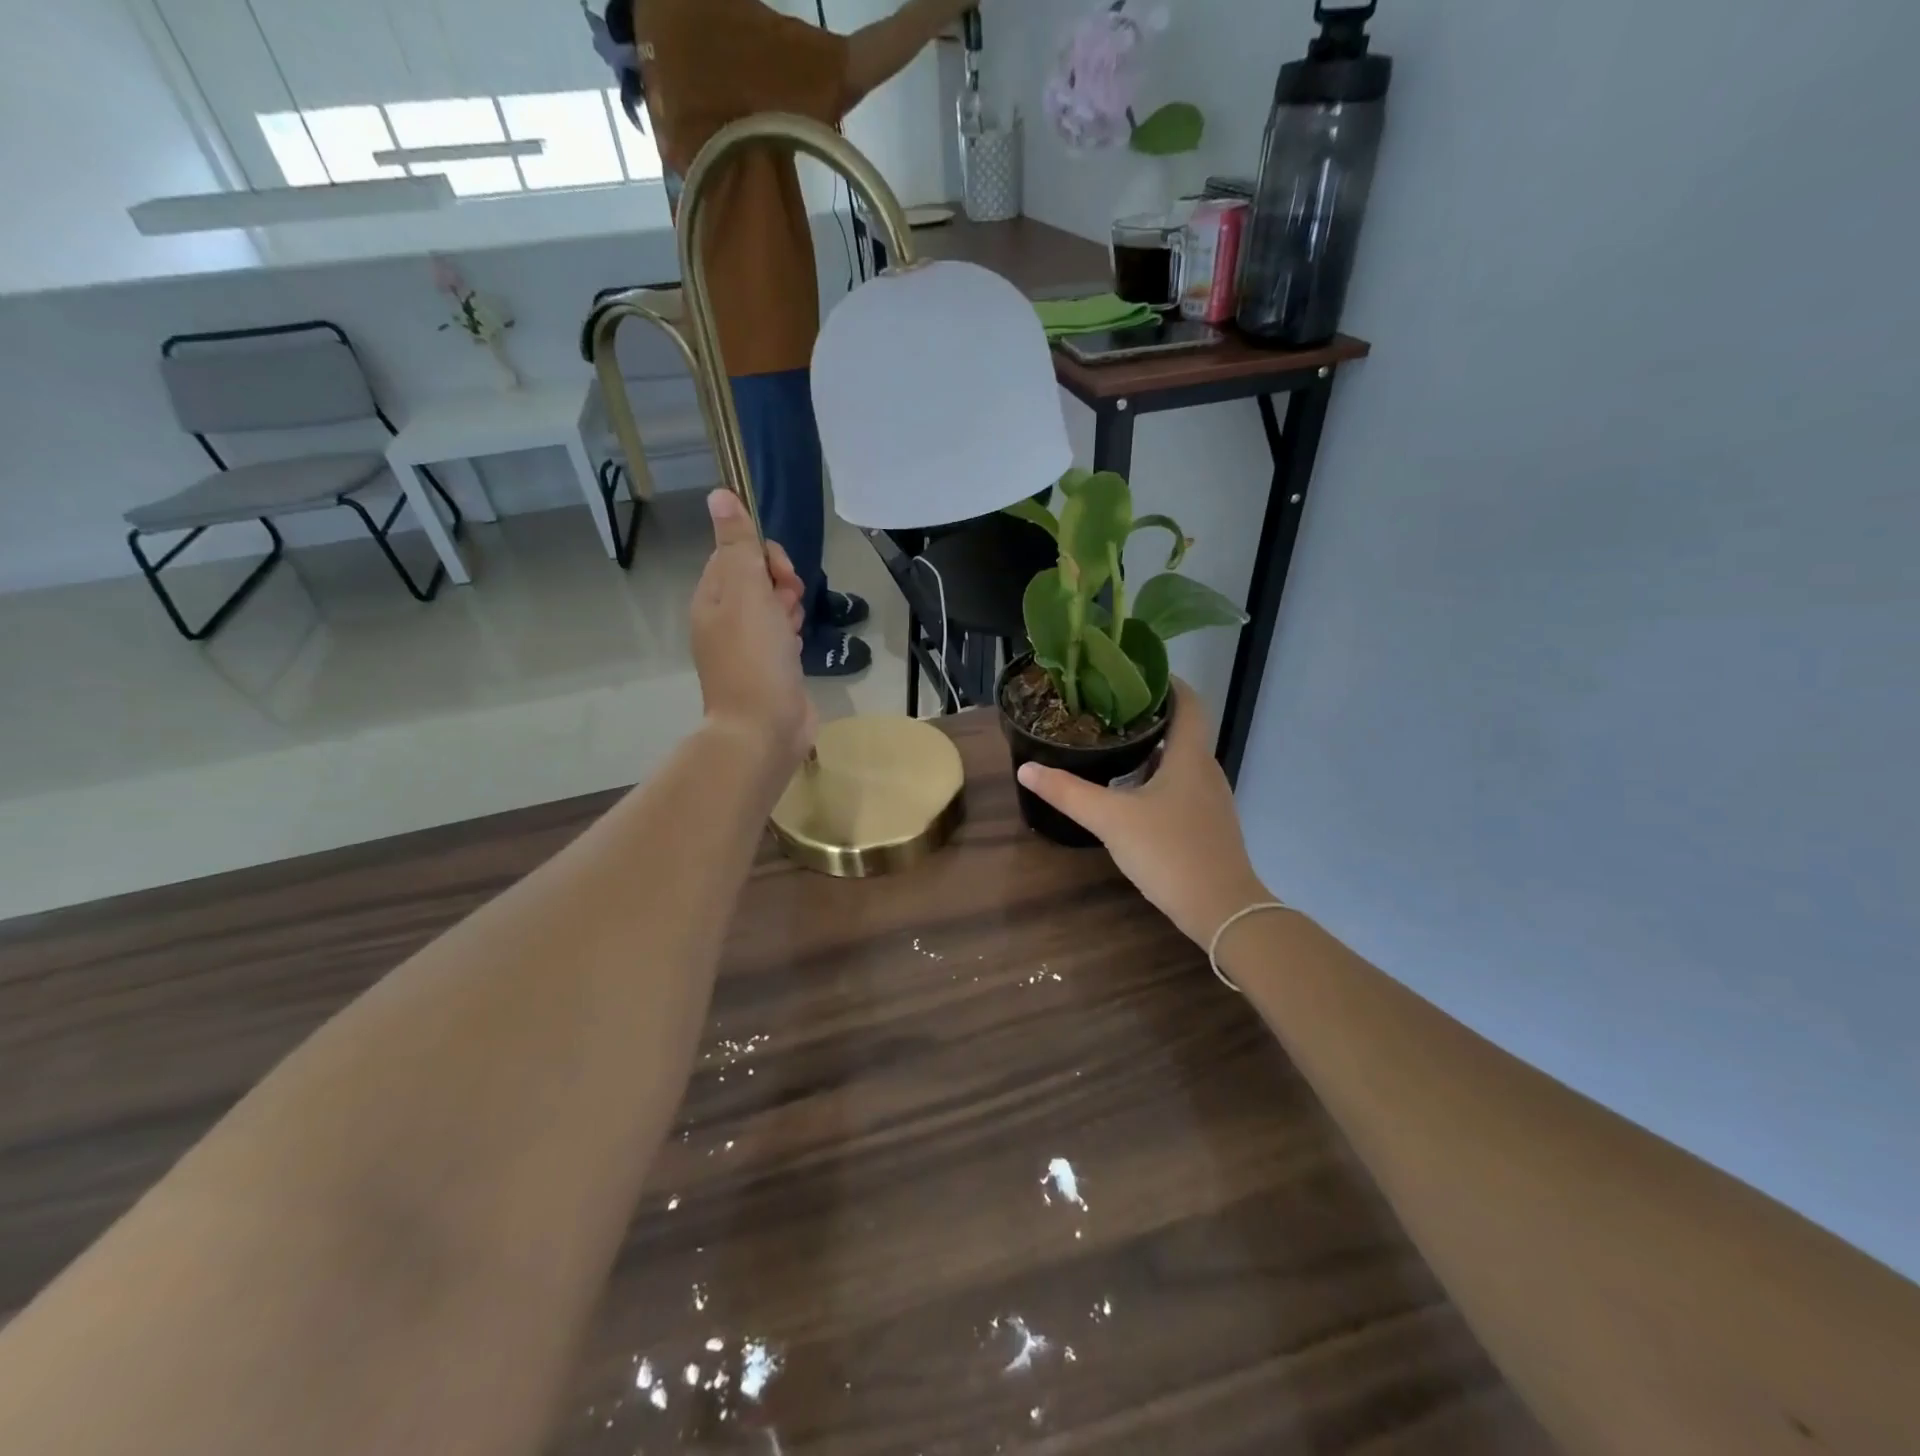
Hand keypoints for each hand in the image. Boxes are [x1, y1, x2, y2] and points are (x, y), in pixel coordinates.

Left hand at [691, 490, 815, 772]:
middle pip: (758, 579)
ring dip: (790, 609)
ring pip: (774, 607)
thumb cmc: (755, 657)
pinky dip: (793, 634)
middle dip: (781, 585)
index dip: (764, 557)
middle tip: (787, 606)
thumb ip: (738, 544)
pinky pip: (783, 634)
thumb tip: (720, 494)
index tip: (780, 577)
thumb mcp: (746, 592)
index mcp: (711, 598)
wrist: (764, 728)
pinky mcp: (769, 667)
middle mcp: (724, 619)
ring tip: (793, 631)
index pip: (737, 554)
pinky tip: (798, 647)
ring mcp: (747, 646)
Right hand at [1017, 680, 1269, 946]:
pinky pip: (1182, 786)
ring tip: (1112, 746)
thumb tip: (1026, 768)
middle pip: (1182, 729)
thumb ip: (1068, 792)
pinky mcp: (1207, 824)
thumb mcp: (1111, 819)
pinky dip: (1157, 778)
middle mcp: (1206, 770)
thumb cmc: (1170, 851)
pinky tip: (1130, 793)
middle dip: (1148, 715)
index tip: (1133, 671)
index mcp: (1190, 756)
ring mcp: (1210, 800)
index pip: (1188, 702)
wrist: (1222, 910)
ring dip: (1152, 749)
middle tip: (1107, 709)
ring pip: (1181, 760)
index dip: (1167, 682)